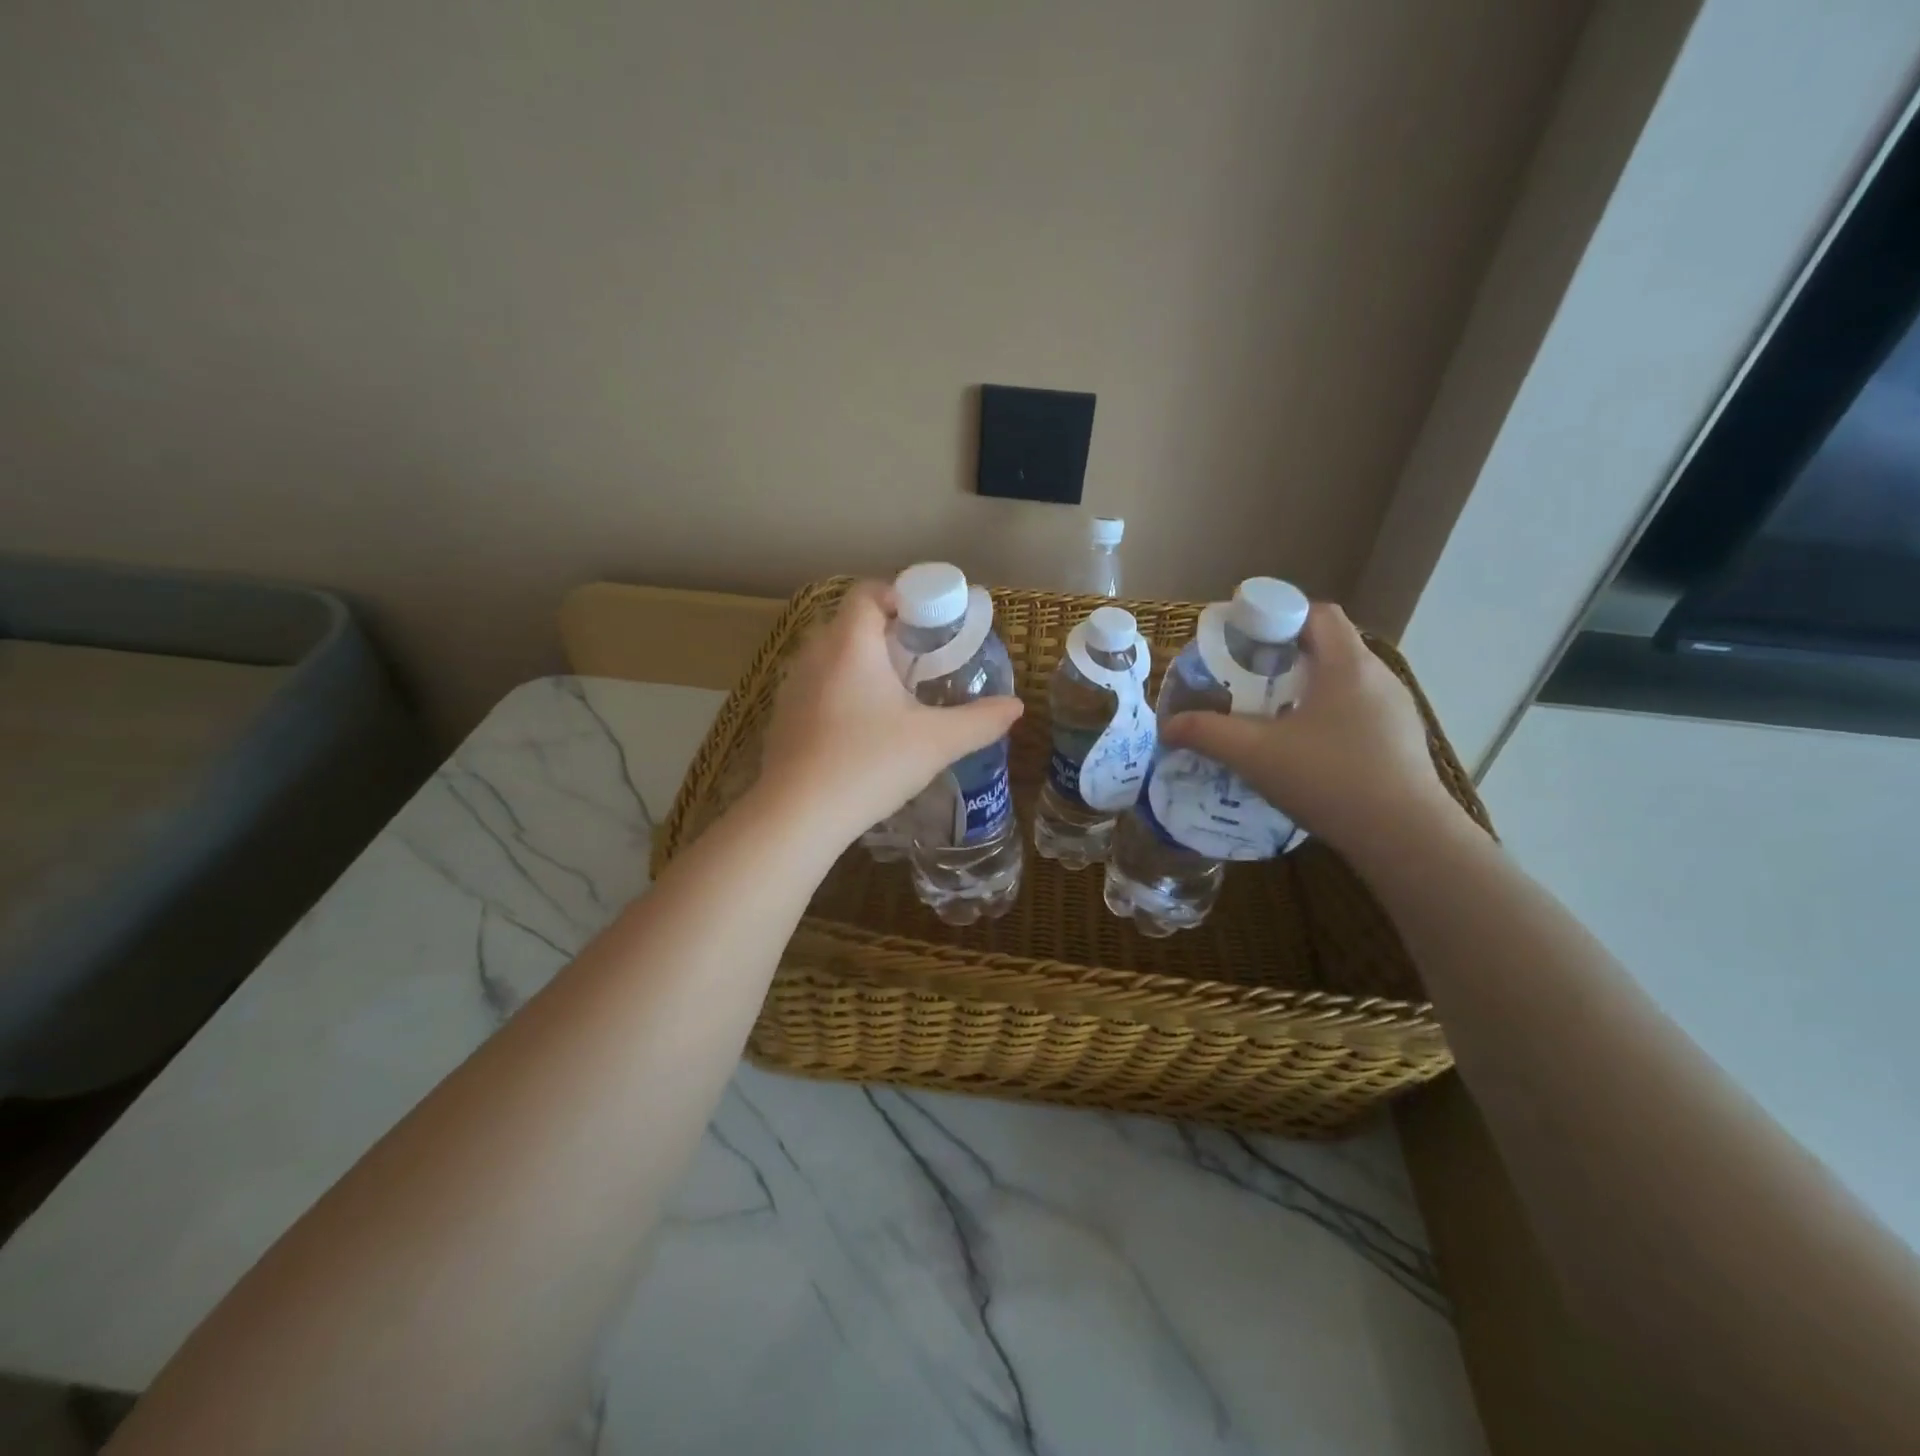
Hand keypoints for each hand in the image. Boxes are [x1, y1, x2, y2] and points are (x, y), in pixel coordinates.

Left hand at [755, 580, 1023, 845]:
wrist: (797, 815)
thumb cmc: (869, 764)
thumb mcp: (936, 743)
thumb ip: (980, 721)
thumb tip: (1015, 707)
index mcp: (850, 644)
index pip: (869, 592)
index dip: (900, 597)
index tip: (929, 624)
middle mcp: (814, 653)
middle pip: (851, 623)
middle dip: (887, 634)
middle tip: (921, 661)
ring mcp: (792, 685)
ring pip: (831, 656)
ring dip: (862, 665)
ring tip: (894, 696)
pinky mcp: (782, 716)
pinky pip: (816, 686)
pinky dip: (840, 692)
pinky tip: (860, 729)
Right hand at [1160, 603, 1465, 859]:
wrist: (1404, 836)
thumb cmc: (1329, 779)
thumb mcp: (1255, 755)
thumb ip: (1207, 734)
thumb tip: (1168, 726)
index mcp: (1346, 664)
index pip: (1317, 613)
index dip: (1278, 617)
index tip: (1245, 641)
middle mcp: (1378, 676)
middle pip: (1330, 645)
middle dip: (1286, 656)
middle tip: (1249, 679)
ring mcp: (1397, 709)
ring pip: (1345, 680)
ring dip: (1309, 687)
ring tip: (1274, 715)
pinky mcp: (1402, 739)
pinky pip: (1359, 709)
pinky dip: (1329, 714)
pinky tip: (1308, 749)